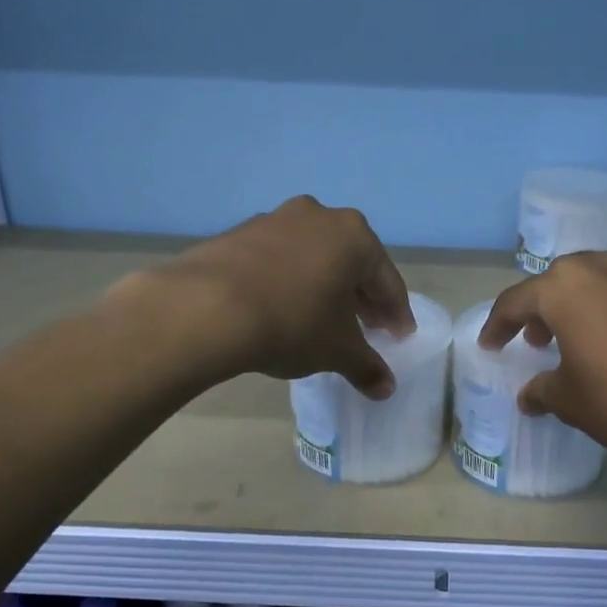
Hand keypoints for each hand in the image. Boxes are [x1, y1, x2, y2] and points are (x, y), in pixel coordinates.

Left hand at [155, 196, 414, 397]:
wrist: (206, 309)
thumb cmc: (292, 323)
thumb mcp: (337, 351)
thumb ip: (366, 366)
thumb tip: (385, 389)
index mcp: (354, 236)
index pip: (386, 281)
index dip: (396, 314)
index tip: (399, 337)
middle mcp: (318, 216)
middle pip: (351, 262)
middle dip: (361, 298)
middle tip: (368, 328)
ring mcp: (274, 220)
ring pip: (313, 257)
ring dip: (324, 286)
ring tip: (323, 319)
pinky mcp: (238, 233)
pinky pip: (278, 259)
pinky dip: (289, 281)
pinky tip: (282, 308)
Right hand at [479, 247, 606, 469]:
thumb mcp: (574, 404)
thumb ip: (543, 391)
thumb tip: (531, 394)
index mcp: (568, 287)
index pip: (517, 301)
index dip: (499, 325)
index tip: (492, 344)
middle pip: (565, 282)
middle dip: (548, 310)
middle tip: (544, 340)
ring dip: (596, 303)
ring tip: (599, 335)